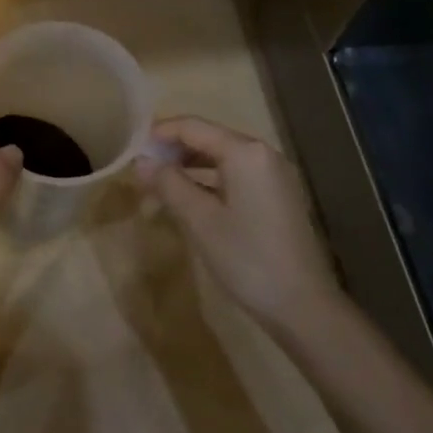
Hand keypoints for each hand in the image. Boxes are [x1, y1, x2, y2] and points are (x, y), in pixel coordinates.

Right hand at [135, 115, 344, 335]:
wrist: (302, 305)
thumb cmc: (247, 258)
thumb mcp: (200, 220)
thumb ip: (168, 184)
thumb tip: (140, 161)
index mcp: (245, 152)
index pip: (193, 126)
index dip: (159, 132)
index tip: (130, 147)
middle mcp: (262, 154)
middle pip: (208, 139)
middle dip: (173, 151)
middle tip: (140, 170)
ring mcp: (273, 176)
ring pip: (221, 159)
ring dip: (188, 168)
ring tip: (156, 186)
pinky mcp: (276, 197)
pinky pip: (234, 177)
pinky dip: (208, 182)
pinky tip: (187, 200)